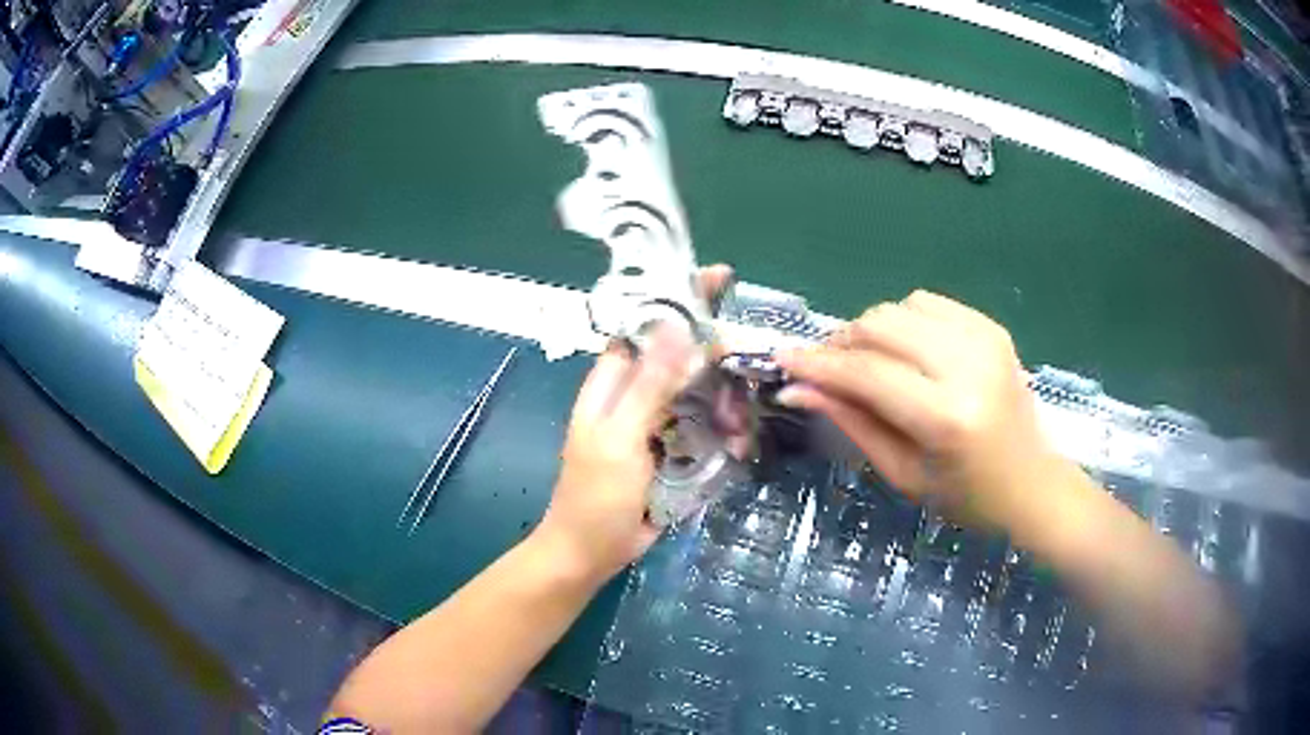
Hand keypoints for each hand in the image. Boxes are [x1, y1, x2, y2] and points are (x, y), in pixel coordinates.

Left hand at [536, 266, 732, 582]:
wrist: (592, 553)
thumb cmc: (595, 495)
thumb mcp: (620, 438)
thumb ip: (648, 385)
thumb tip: (677, 327)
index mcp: (612, 382)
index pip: (646, 325)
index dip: (679, 300)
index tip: (721, 278)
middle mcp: (635, 395)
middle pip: (682, 358)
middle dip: (715, 361)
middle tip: (743, 372)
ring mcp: (657, 424)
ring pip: (699, 393)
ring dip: (723, 402)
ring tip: (739, 425)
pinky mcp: (673, 451)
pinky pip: (704, 427)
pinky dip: (723, 431)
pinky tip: (738, 443)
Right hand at [776, 290, 1060, 533]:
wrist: (1032, 483)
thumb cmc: (966, 496)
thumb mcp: (902, 473)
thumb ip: (851, 422)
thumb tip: (798, 389)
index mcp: (946, 418)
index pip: (867, 373)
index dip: (818, 363)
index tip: (783, 359)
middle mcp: (968, 366)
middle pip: (881, 325)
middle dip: (842, 342)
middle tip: (826, 368)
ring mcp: (984, 339)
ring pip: (901, 307)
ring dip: (871, 330)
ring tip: (866, 361)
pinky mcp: (992, 327)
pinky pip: (928, 303)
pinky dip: (904, 321)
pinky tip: (905, 351)